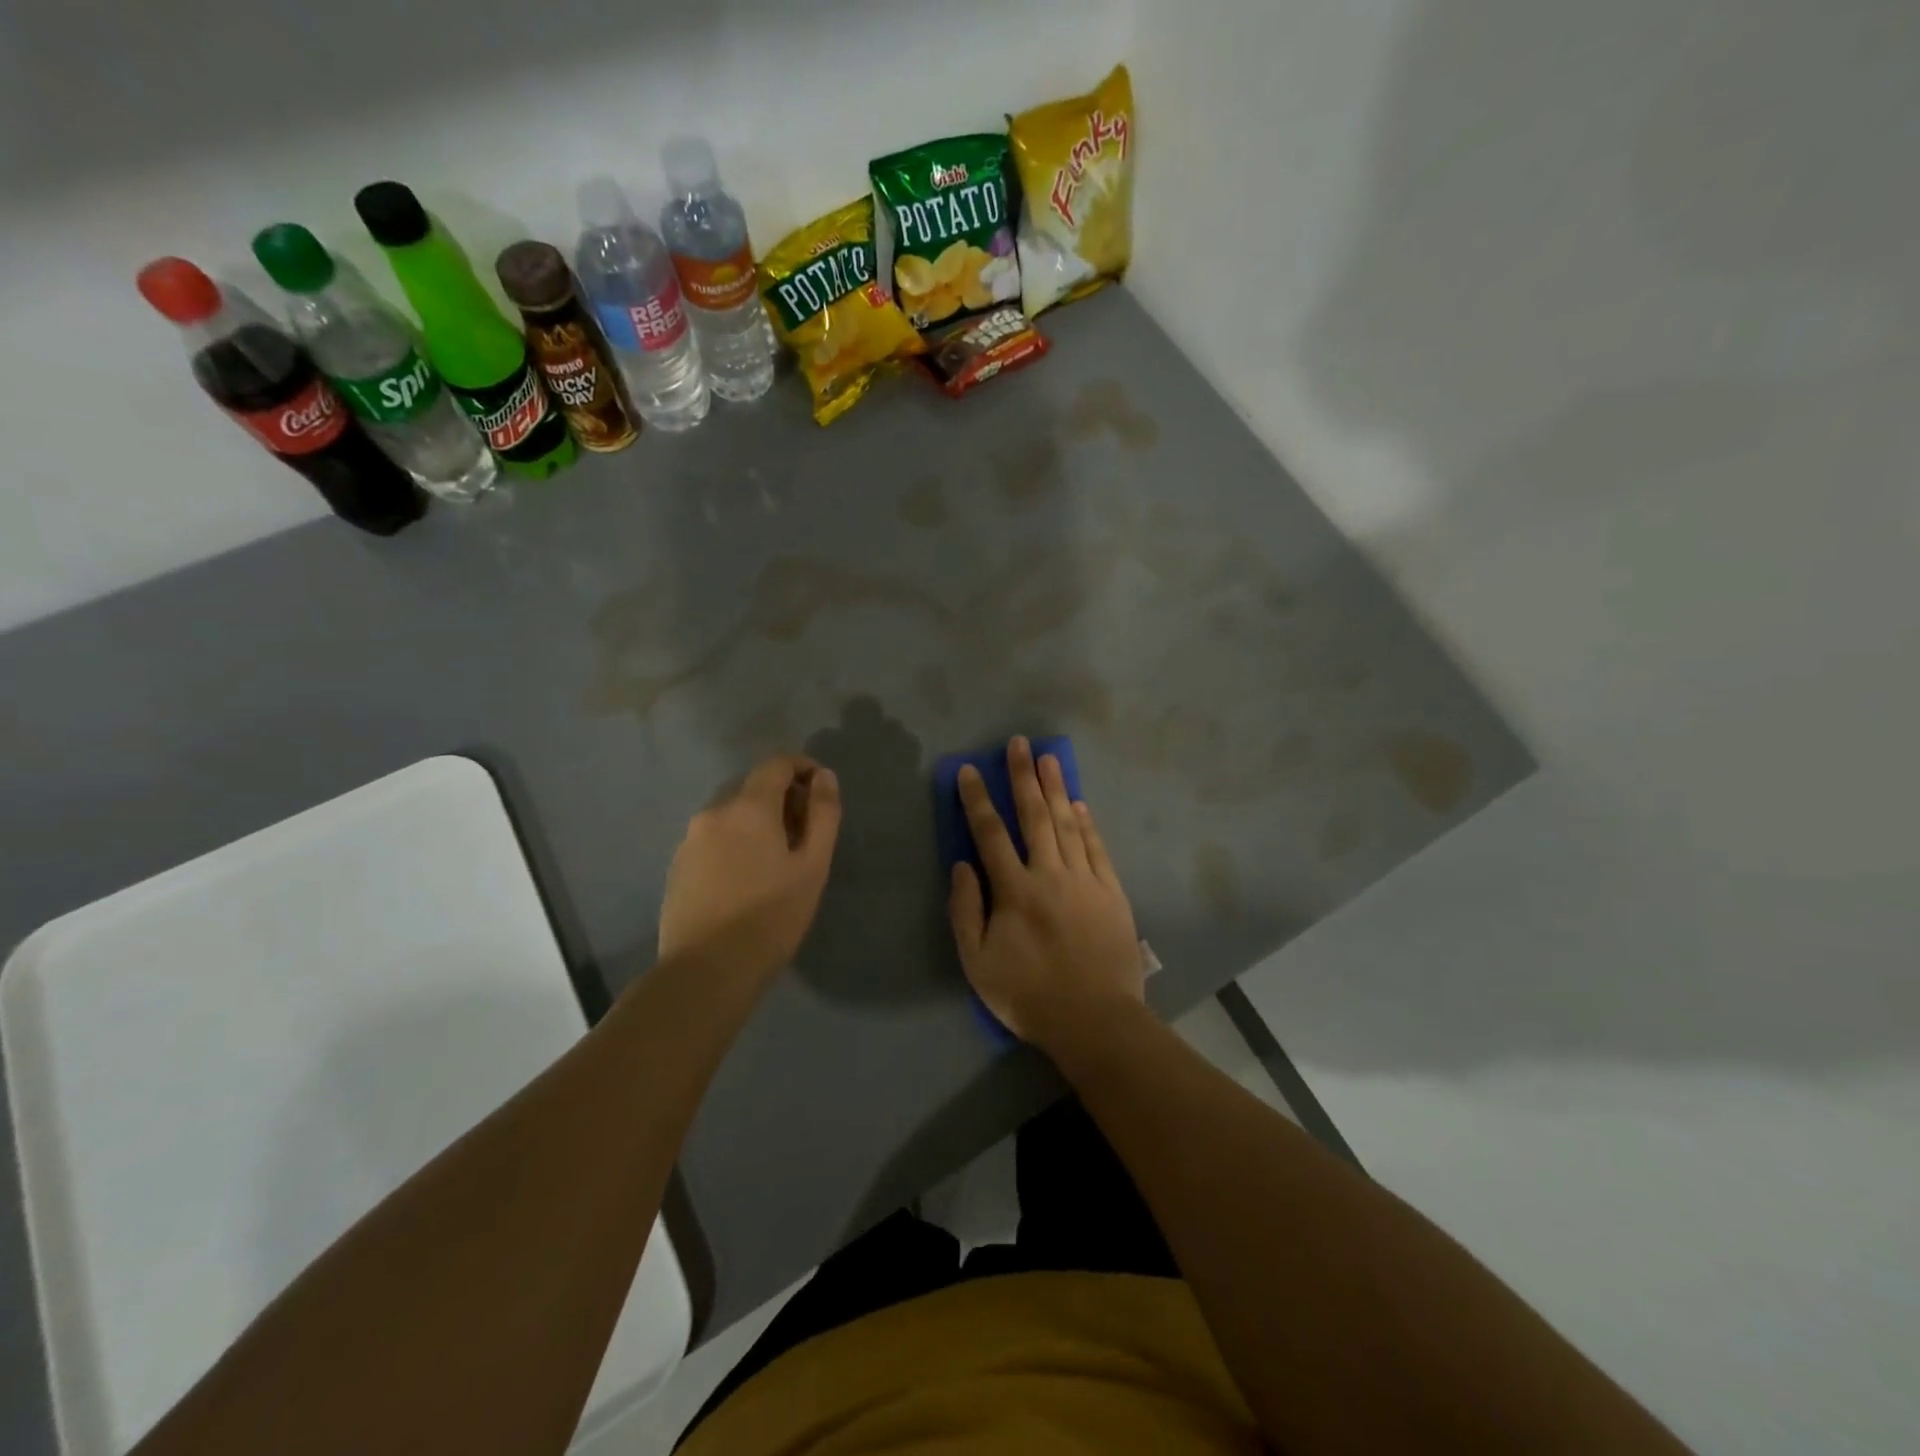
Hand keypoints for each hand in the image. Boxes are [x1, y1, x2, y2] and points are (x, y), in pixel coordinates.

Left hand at [659, 755, 841, 982]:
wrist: (706, 972)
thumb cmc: (771, 917)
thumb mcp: (812, 866)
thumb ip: (823, 814)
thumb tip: (823, 776)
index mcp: (749, 807)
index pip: (776, 764)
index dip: (802, 768)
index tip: (820, 791)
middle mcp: (714, 812)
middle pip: (753, 788)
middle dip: (782, 800)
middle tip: (805, 836)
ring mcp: (690, 840)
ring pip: (732, 816)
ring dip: (757, 824)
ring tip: (776, 862)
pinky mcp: (677, 866)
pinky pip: (714, 839)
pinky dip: (735, 844)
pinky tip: (746, 880)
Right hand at [948, 737, 1145, 1051]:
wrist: (1096, 1019)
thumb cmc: (1029, 995)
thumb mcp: (978, 963)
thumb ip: (966, 911)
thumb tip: (963, 865)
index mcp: (1015, 891)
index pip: (991, 833)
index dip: (978, 799)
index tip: (971, 770)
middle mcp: (1050, 874)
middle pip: (1035, 816)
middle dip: (1023, 777)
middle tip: (1019, 744)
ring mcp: (1085, 880)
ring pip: (1068, 824)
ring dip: (1057, 788)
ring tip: (1048, 758)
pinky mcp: (1112, 892)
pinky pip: (1097, 848)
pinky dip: (1088, 823)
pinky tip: (1080, 804)